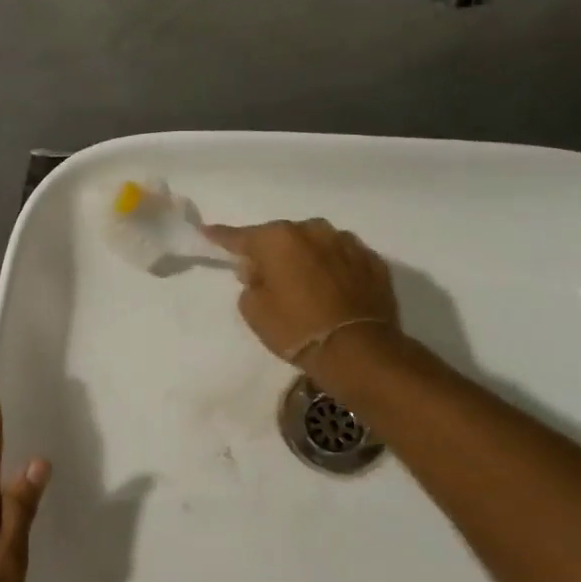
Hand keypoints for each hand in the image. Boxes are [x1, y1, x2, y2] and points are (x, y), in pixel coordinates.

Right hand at [202, 218, 402, 365]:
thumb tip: (258, 270)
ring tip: (306, 285)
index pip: (241, 237)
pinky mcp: (373, 260)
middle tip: (268, 278)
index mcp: (278, 239)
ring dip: (307, 258)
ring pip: (316, 244)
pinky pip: (343, 259)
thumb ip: (250, 283)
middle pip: (283, 238)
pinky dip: (335, 269)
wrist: (358, 351)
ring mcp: (346, 243)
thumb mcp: (254, 311)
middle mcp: (312, 230)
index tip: (207, 231)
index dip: (222, 236)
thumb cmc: (296, 328)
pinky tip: (334, 291)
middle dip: (273, 253)